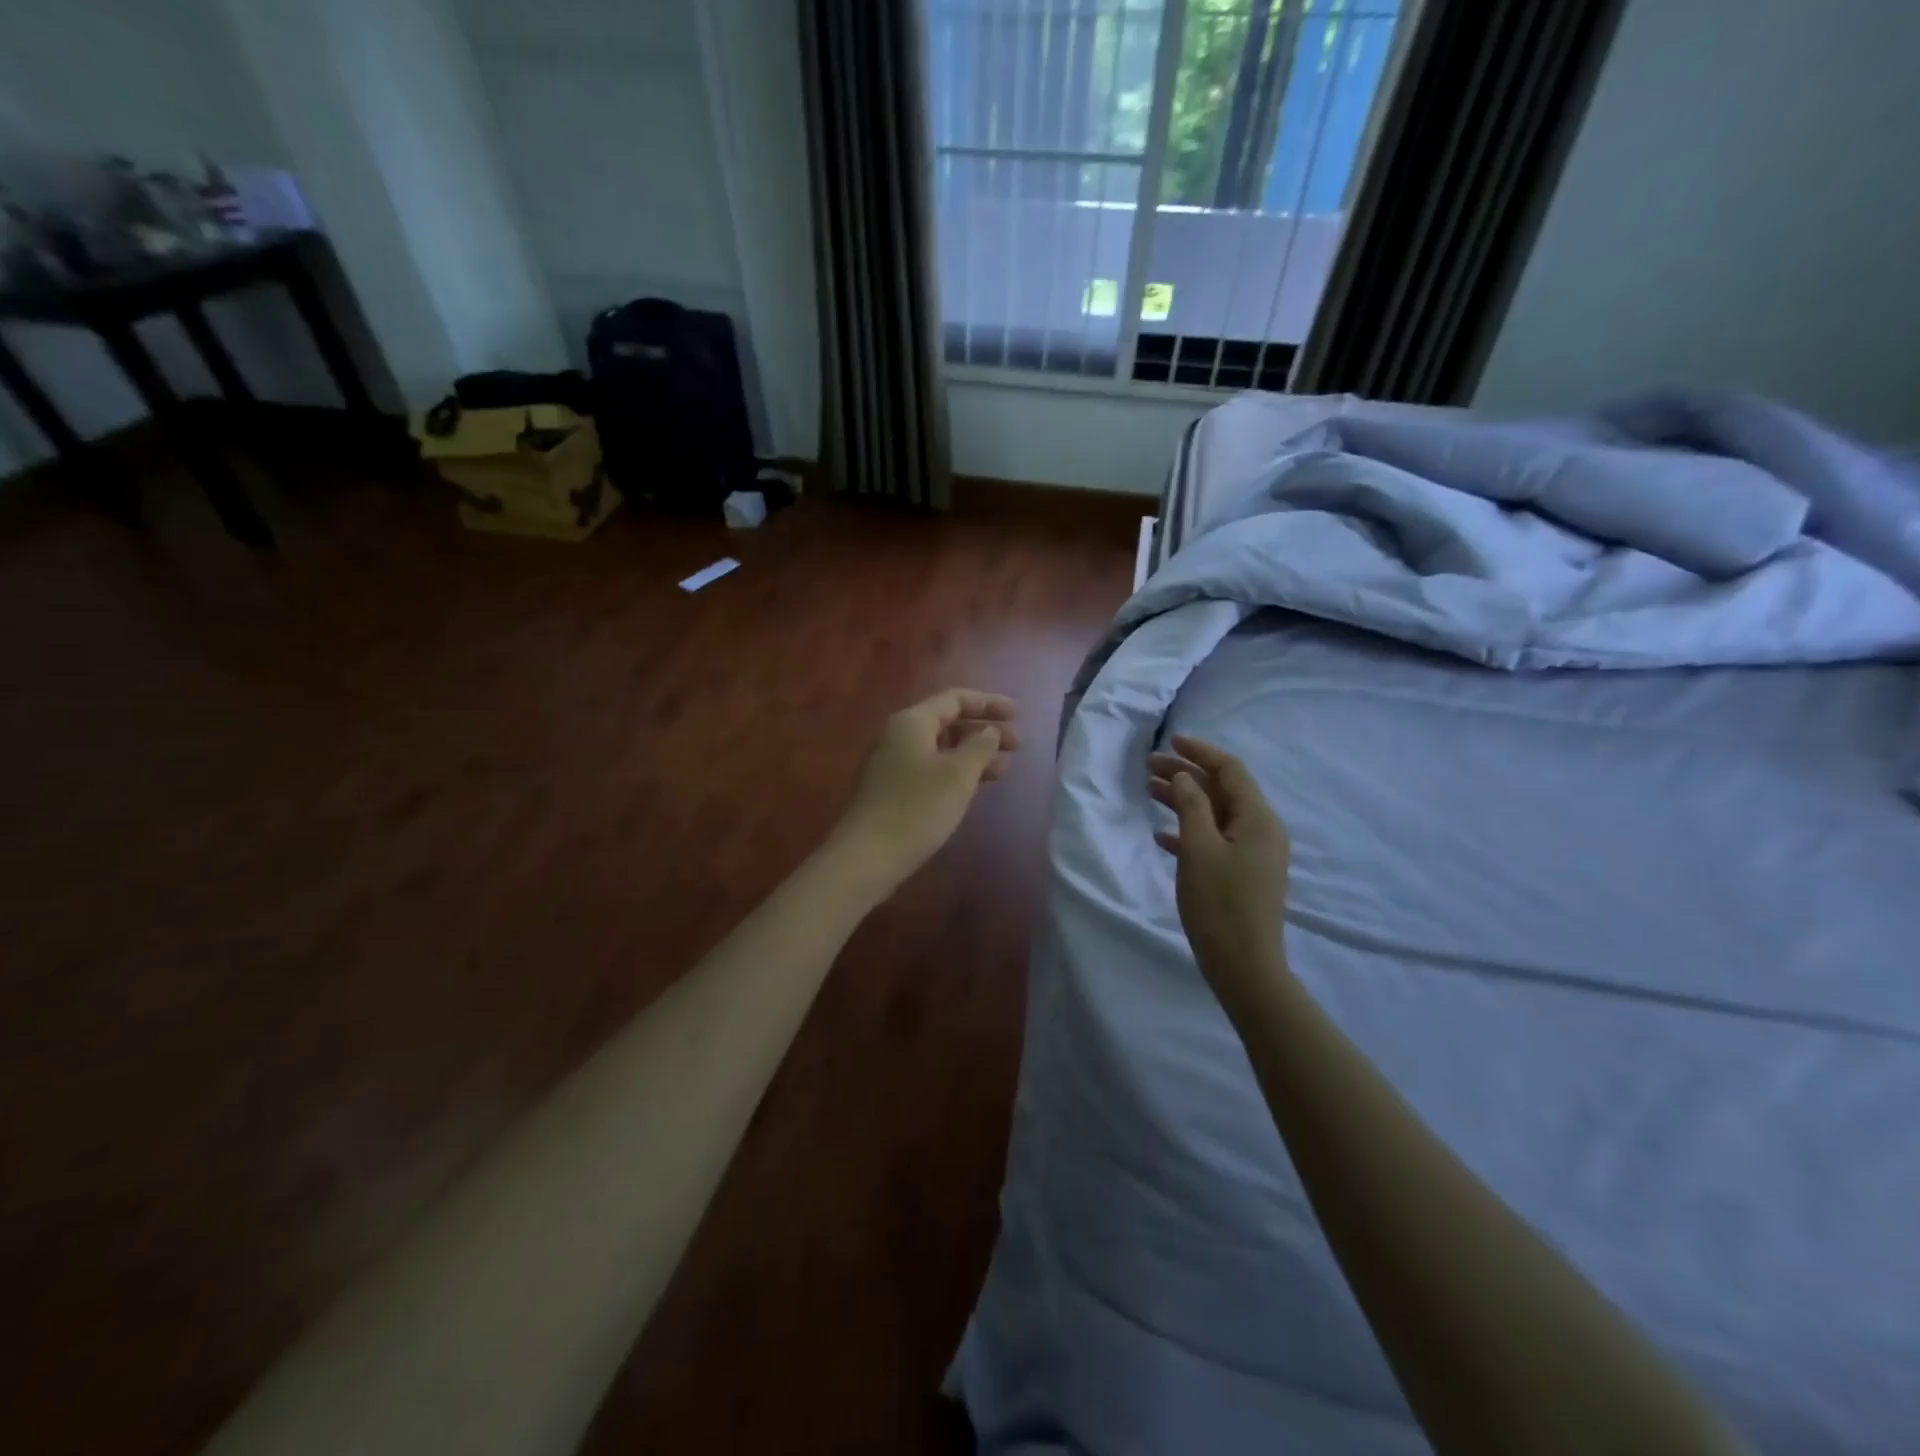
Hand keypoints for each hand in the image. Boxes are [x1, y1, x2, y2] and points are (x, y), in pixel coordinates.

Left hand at [830, 688, 1019, 894]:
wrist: (867, 857)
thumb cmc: (917, 809)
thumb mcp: (958, 775)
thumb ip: (980, 746)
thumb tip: (990, 731)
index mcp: (913, 722)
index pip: (955, 699)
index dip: (989, 703)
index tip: (1018, 715)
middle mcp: (900, 735)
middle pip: (949, 721)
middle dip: (984, 730)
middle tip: (1017, 745)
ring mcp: (895, 763)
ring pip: (942, 748)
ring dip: (974, 753)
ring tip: (1004, 768)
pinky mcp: (895, 789)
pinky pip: (933, 768)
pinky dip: (958, 771)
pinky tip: (977, 786)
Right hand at [1150, 735, 1291, 1003]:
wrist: (1243, 966)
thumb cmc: (1219, 904)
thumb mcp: (1199, 849)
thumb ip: (1191, 806)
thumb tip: (1183, 776)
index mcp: (1258, 819)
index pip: (1230, 770)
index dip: (1200, 752)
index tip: (1170, 741)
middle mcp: (1261, 830)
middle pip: (1221, 790)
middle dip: (1185, 775)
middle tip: (1147, 767)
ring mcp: (1253, 854)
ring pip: (1215, 814)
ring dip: (1183, 800)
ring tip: (1147, 791)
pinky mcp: (1242, 874)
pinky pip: (1214, 840)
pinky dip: (1189, 831)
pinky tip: (1161, 836)